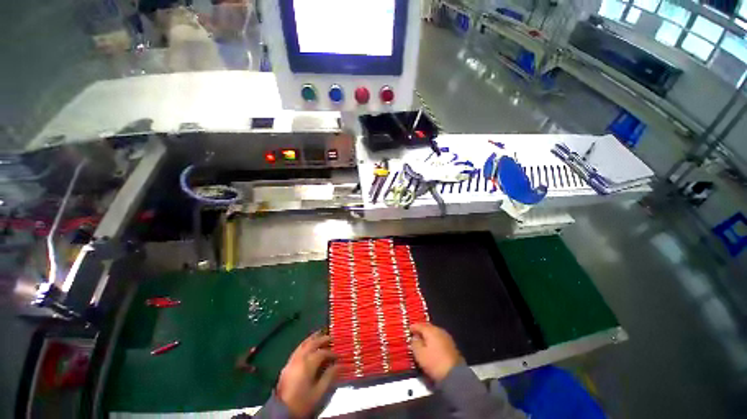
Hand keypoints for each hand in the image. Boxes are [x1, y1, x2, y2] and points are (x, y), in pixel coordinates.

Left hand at [276, 332, 339, 417]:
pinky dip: (305, 343)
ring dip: (313, 338)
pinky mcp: (287, 365)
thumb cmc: (302, 402)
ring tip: (320, 334)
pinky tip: (308, 344)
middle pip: (312, 343)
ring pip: (303, 344)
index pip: (322, 353)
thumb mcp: (318, 392)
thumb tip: (340, 365)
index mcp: (308, 364)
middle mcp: (299, 358)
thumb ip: (329, 376)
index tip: (339, 356)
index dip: (332, 353)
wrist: (281, 412)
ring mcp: (292, 360)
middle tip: (331, 337)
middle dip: (323, 339)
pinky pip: (298, 349)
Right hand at [410, 323, 460, 382]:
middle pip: (428, 327)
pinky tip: (432, 346)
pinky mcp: (452, 345)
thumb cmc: (434, 363)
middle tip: (415, 334)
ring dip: (428, 335)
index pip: (419, 325)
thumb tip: (414, 337)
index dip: (413, 327)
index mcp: (430, 330)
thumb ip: (415, 343)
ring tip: (423, 340)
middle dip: (421, 330)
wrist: (455, 375)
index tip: (408, 330)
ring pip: (434, 332)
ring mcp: (447, 337)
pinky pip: (439, 338)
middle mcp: (439, 330)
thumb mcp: (419, 354)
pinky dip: (434, 340)